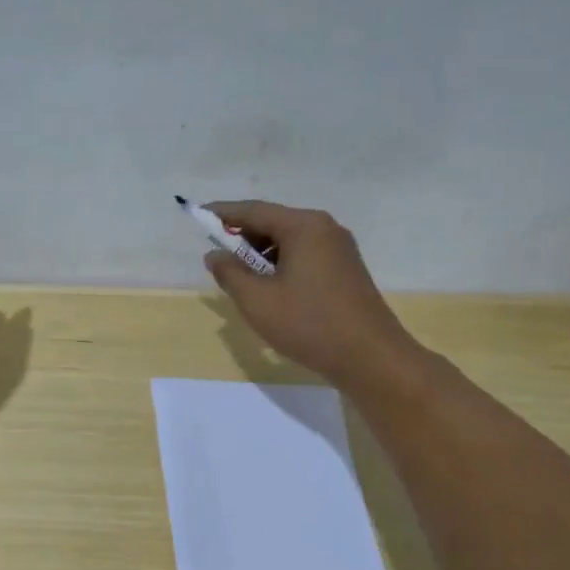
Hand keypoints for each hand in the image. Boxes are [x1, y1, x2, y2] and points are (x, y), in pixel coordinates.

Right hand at [202, 201, 418, 389]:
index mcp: (303, 226)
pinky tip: (271, 288)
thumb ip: (230, 273)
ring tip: (242, 278)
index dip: (223, 212)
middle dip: (243, 236)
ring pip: (289, 241)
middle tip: (218, 256)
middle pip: (273, 222)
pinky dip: (282, 264)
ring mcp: (340, 249)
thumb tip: (215, 255)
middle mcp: (324, 229)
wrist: (371, 358)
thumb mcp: (257, 300)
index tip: (198, 214)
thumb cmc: (309, 324)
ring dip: (262, 254)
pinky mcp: (347, 270)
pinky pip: (305, 256)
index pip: (254, 210)